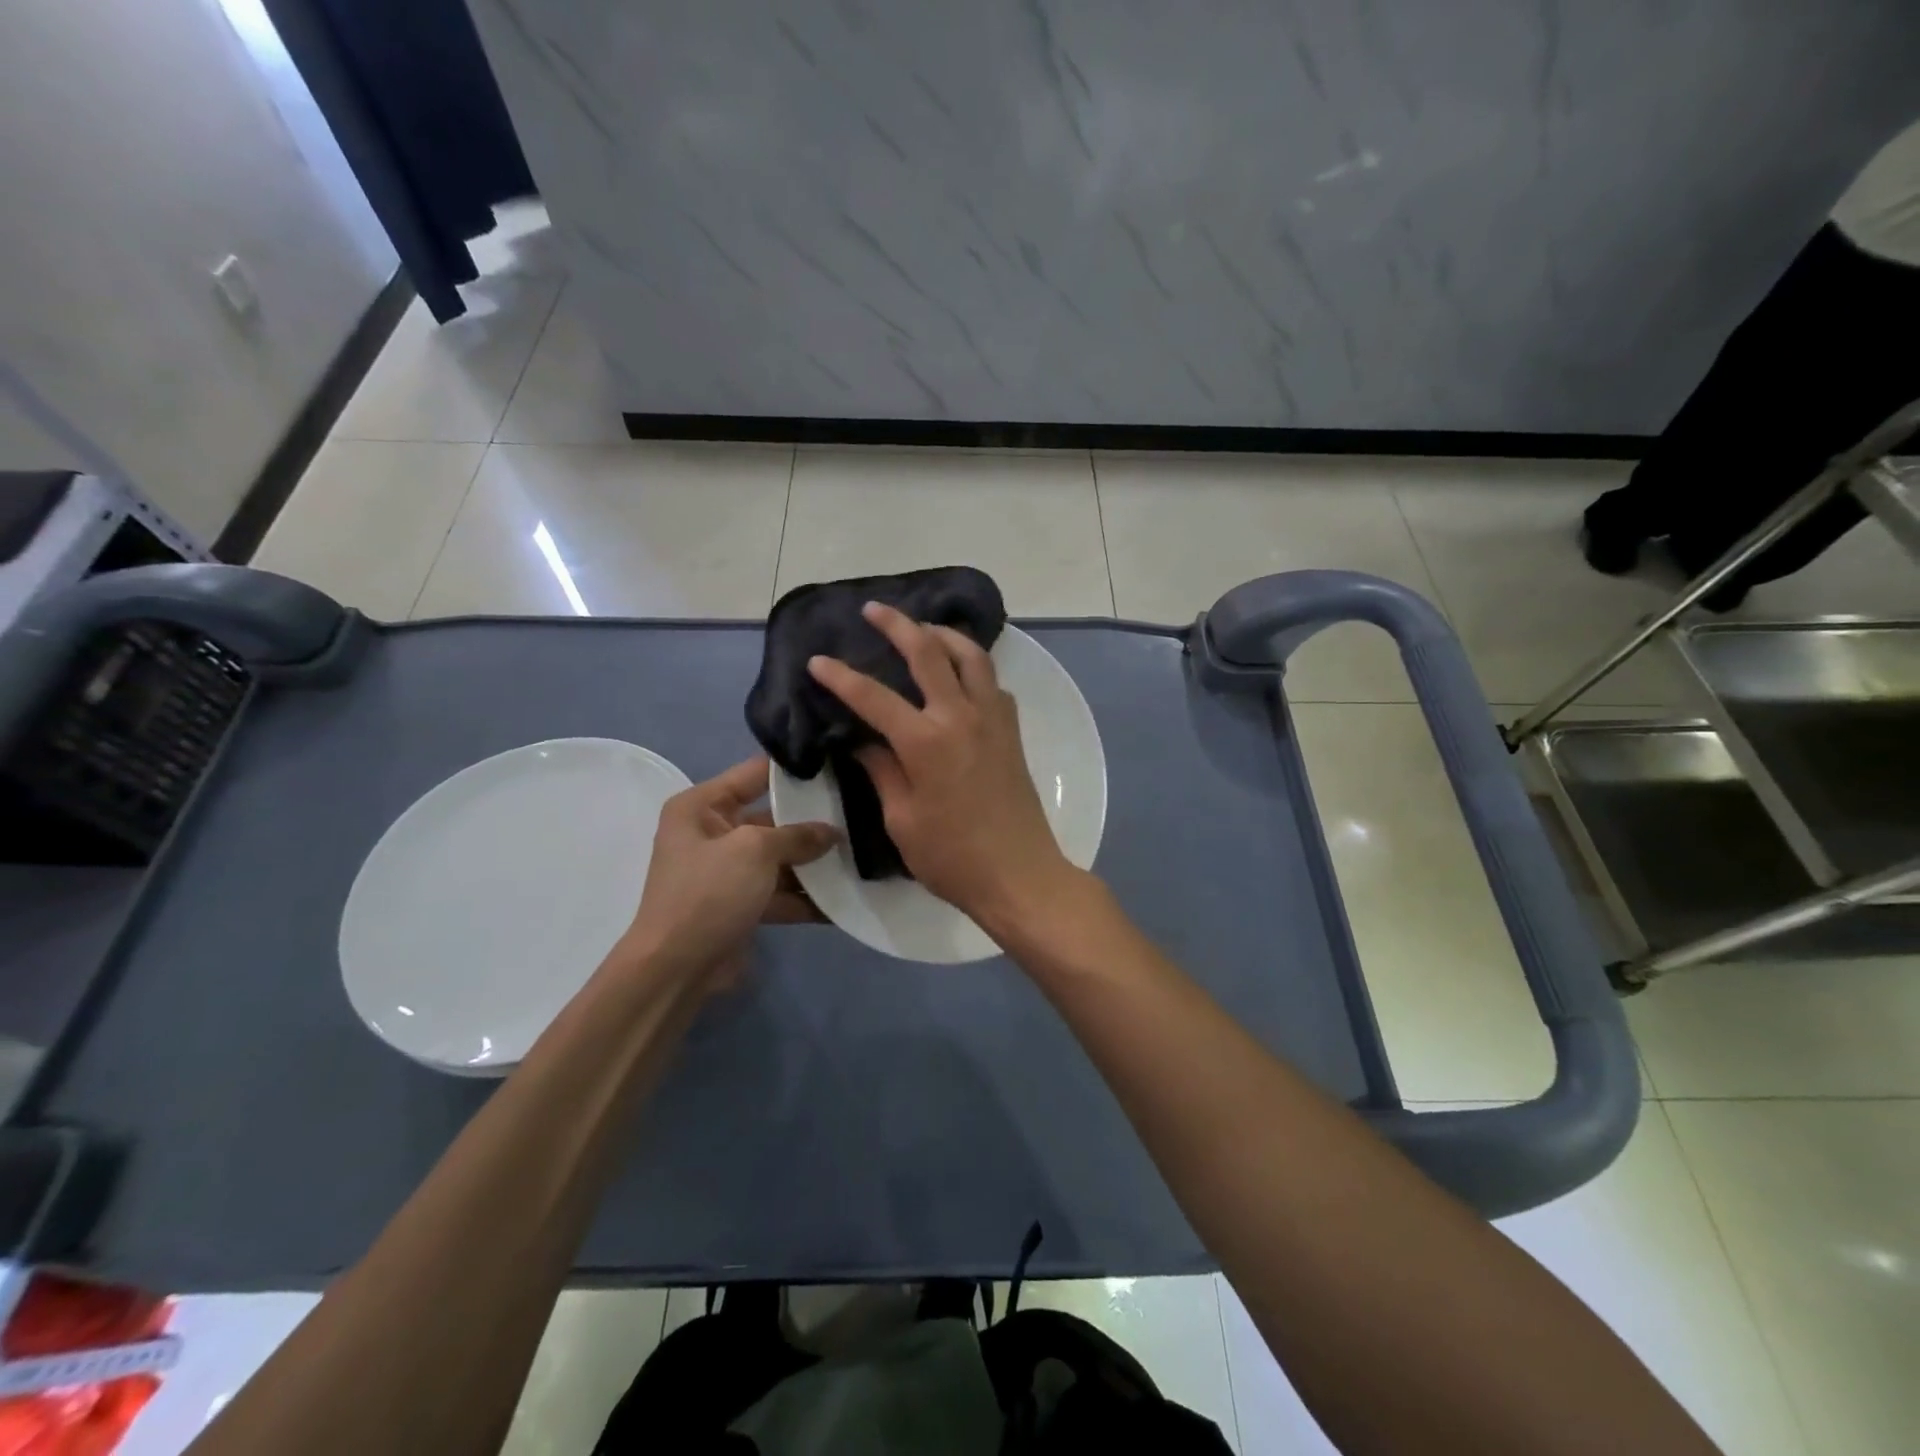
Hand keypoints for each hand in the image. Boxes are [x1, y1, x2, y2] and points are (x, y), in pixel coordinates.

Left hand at [619, 756, 836, 991]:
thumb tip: (832, 832)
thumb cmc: (708, 893)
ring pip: (780, 858)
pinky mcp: (741, 905)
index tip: (836, 764)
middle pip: (772, 818)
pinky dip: (806, 897)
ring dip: (814, 863)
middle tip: (859, 811)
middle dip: (812, 821)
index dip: (794, 769)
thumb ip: (797, 835)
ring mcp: (728, 872)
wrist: (676, 969)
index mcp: (701, 806)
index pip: (754, 773)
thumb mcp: (754, 851)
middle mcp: (712, 833)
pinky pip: (780, 893)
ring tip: (861, 855)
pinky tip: (844, 899)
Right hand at [806, 602, 1077, 930]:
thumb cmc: (952, 857)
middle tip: (874, 609)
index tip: (817, 661)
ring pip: (972, 656)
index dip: (841, 677)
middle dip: (897, 625)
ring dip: (944, 634)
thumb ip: (883, 772)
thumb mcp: (902, 820)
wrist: (1019, 875)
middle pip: (928, 652)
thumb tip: (864, 742)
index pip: (873, 697)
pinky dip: (973, 666)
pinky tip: (961, 674)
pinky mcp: (1012, 730)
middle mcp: (961, 716)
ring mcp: (992, 719)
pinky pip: (992, 682)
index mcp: (925, 741)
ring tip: (923, 628)